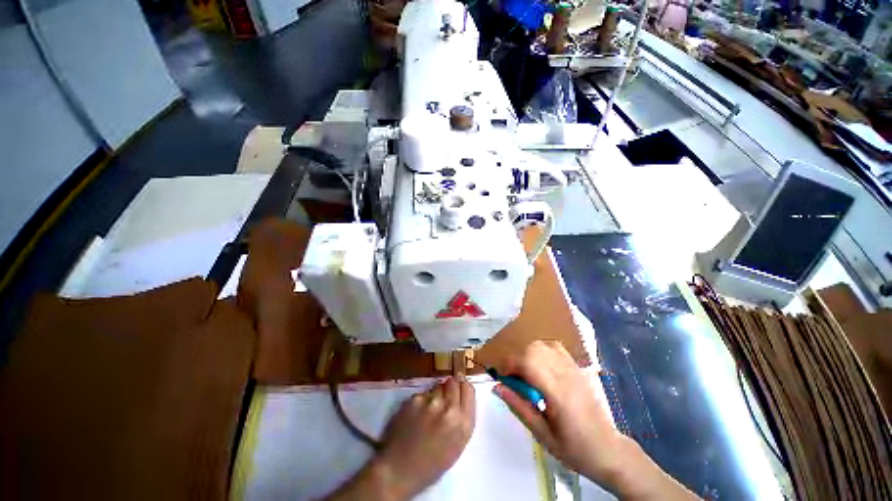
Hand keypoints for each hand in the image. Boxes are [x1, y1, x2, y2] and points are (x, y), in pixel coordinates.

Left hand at [328, 377, 475, 500]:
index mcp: (463, 424)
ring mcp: (431, 402)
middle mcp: (450, 409)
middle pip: (454, 382)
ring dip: (436, 393)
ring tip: (428, 410)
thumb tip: (461, 395)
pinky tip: (416, 415)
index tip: (459, 390)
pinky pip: (423, 393)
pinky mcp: (415, 399)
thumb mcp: (457, 445)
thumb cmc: (431, 464)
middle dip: (450, 387)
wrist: (399, 470)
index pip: (468, 390)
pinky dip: (422, 400)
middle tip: (444, 397)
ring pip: (438, 385)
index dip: (463, 388)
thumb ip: (462, 418)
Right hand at [494, 340, 624, 483]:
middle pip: (533, 348)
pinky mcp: (576, 367)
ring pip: (542, 345)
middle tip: (514, 379)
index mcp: (557, 392)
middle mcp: (565, 374)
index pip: (528, 362)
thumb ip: (519, 406)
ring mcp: (573, 368)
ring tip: (526, 374)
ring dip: (527, 354)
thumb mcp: (542, 434)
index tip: (502, 379)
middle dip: (516, 359)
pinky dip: (540, 350)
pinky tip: (540, 366)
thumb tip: (497, 386)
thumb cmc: (574, 448)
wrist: (607, 450)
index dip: (509, 365)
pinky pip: (554, 347)